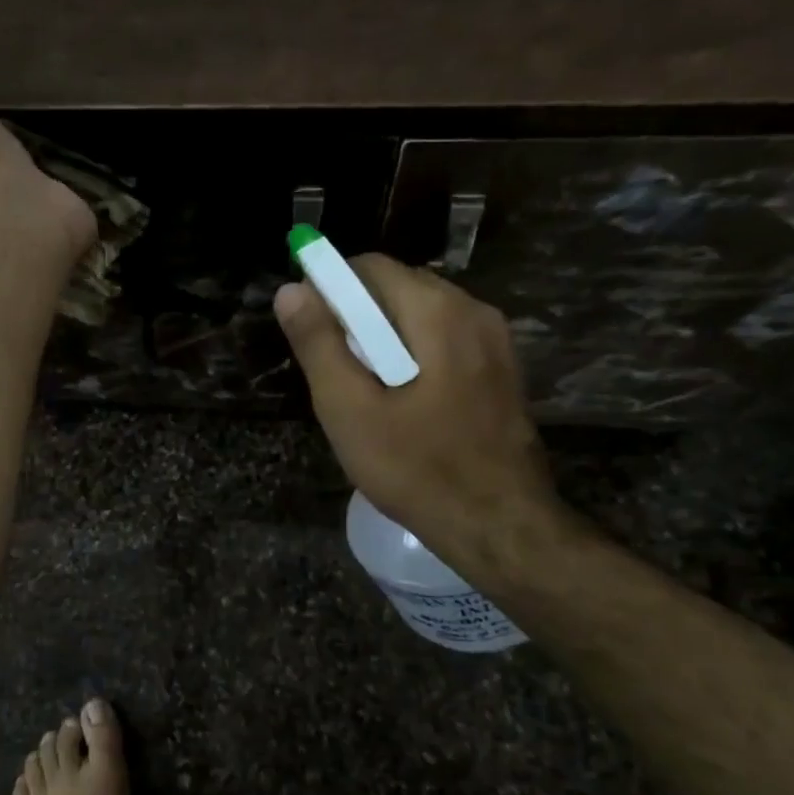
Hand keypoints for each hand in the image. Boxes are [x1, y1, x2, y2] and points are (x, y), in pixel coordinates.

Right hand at [274, 255, 570, 577]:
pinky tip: (402, 403)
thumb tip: (291, 290)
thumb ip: (318, 343)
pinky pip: (445, 341)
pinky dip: (413, 355)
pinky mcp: (502, 370)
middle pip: (399, 288)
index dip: (330, 288)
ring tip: (365, 391)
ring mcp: (496, 342)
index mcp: (438, 312)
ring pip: (422, 316)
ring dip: (384, 338)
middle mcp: (475, 311)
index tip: (310, 330)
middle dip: (357, 316)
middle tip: (335, 369)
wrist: (499, 527)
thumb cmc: (416, 468)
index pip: (371, 267)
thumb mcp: (349, 408)